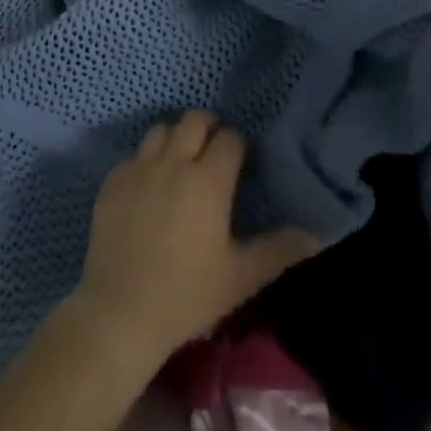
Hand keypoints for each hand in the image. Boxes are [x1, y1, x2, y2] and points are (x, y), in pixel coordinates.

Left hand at [68, 111, 318, 366]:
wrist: (120, 311)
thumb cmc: (187, 294)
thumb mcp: (240, 278)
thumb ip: (279, 251)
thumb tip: (317, 236)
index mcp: (209, 179)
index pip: (230, 139)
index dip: (238, 145)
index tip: (241, 162)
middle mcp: (174, 161)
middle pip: (194, 120)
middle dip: (208, 127)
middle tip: (213, 150)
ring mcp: (139, 167)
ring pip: (161, 129)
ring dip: (175, 137)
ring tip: (181, 161)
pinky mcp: (113, 181)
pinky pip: (133, 156)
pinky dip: (145, 161)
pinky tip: (148, 186)